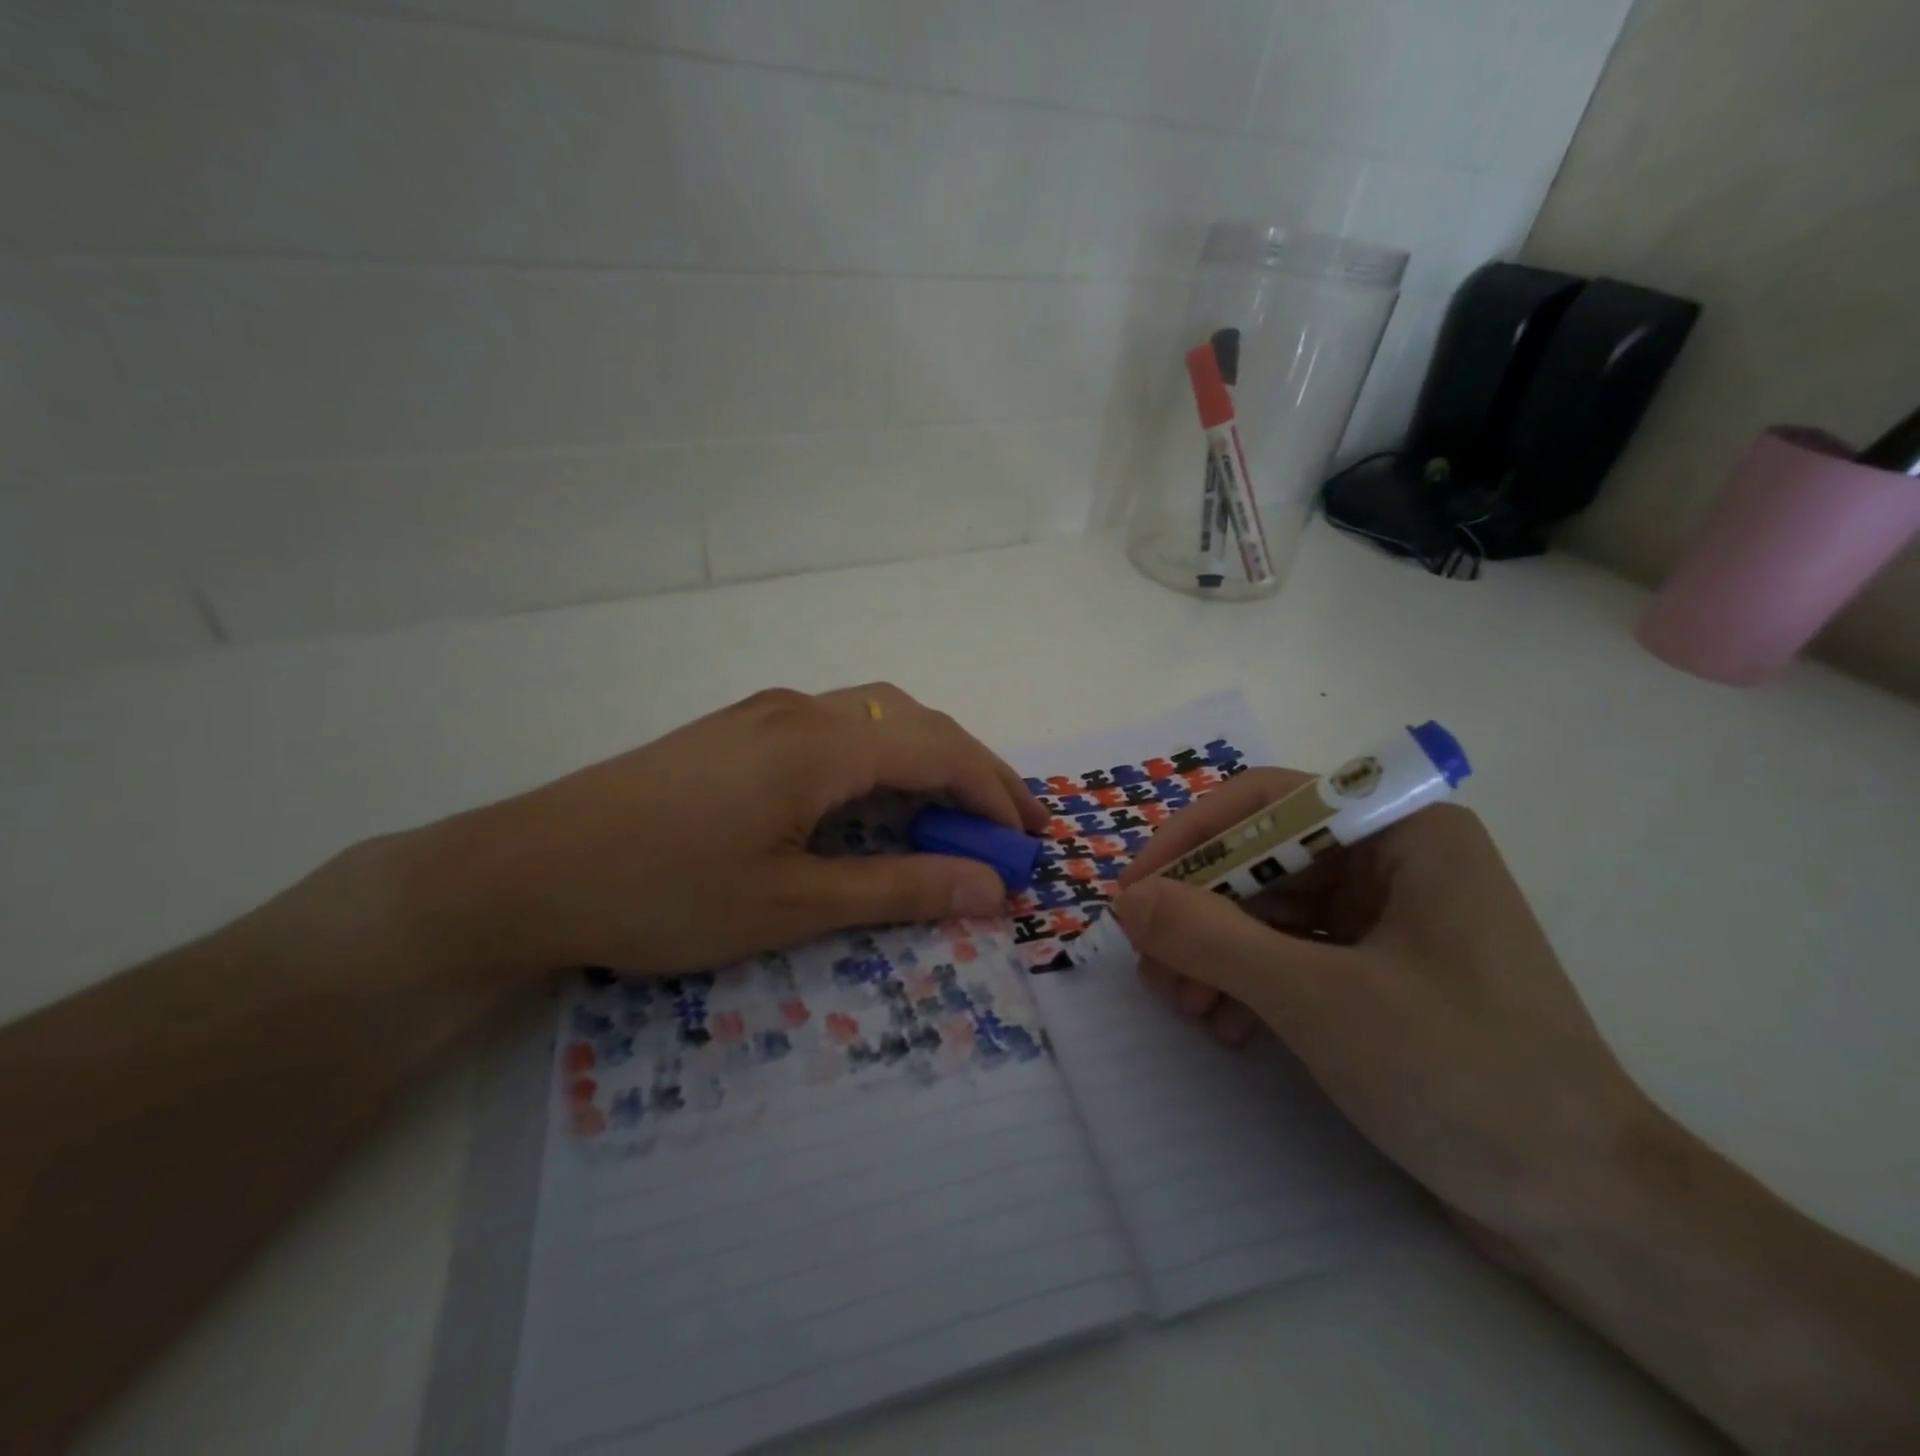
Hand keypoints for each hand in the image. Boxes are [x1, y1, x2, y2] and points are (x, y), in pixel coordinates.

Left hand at [405, 684, 1046, 980]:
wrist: (525, 869)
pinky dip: (882, 757)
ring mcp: (765, 713)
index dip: (994, 793)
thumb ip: (898, 888)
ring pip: (876, 715)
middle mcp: (801, 710)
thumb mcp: (791, 905)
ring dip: (927, 757)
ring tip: (956, 811)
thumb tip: (991, 888)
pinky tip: (877, 797)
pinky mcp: (738, 728)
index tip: (1029, 841)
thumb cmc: (663, 894)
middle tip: (1010, 826)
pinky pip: (837, 726)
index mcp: (820, 744)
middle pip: (915, 721)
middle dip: (973, 769)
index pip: (939, 750)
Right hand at [1110, 773, 1652, 1245]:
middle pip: (1262, 859)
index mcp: (1402, 833)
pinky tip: (1227, 1026)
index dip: (1191, 838)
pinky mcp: (1381, 972)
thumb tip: (1128, 900)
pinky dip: (1249, 982)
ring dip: (1216, 952)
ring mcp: (1389, 918)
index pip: (1267, 802)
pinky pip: (1291, 953)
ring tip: (1182, 1006)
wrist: (1589, 1215)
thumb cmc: (1463, 1078)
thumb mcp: (1318, 1000)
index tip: (1135, 893)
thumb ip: (1211, 939)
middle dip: (1199, 911)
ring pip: (1270, 909)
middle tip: (1150, 965)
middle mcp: (1395, 861)